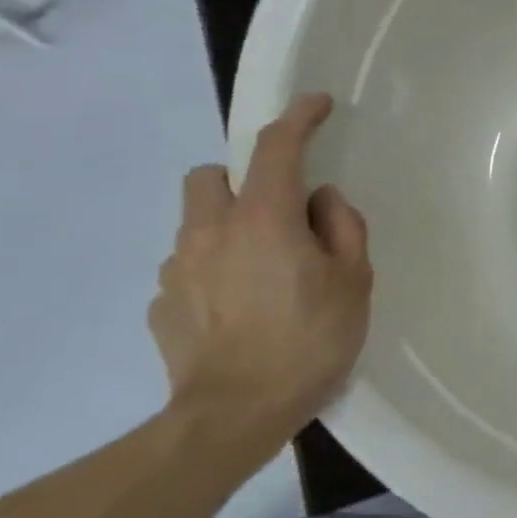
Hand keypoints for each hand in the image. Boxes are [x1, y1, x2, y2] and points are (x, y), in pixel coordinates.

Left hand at [149, 93, 372, 440]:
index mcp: (264, 219)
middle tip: (278, 217)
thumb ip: (343, 228)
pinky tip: (238, 311)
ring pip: (194, 224)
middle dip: (241, 182)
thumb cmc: (310, 341)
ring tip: (262, 275)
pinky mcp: (161, 304)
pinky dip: (213, 273)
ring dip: (226, 231)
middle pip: (210, 177)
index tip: (316, 104)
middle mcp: (210, 231)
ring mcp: (177, 268)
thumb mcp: (355, 281)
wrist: (235, 413)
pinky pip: (188, 269)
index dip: (298, 118)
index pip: (277, 149)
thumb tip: (322, 201)